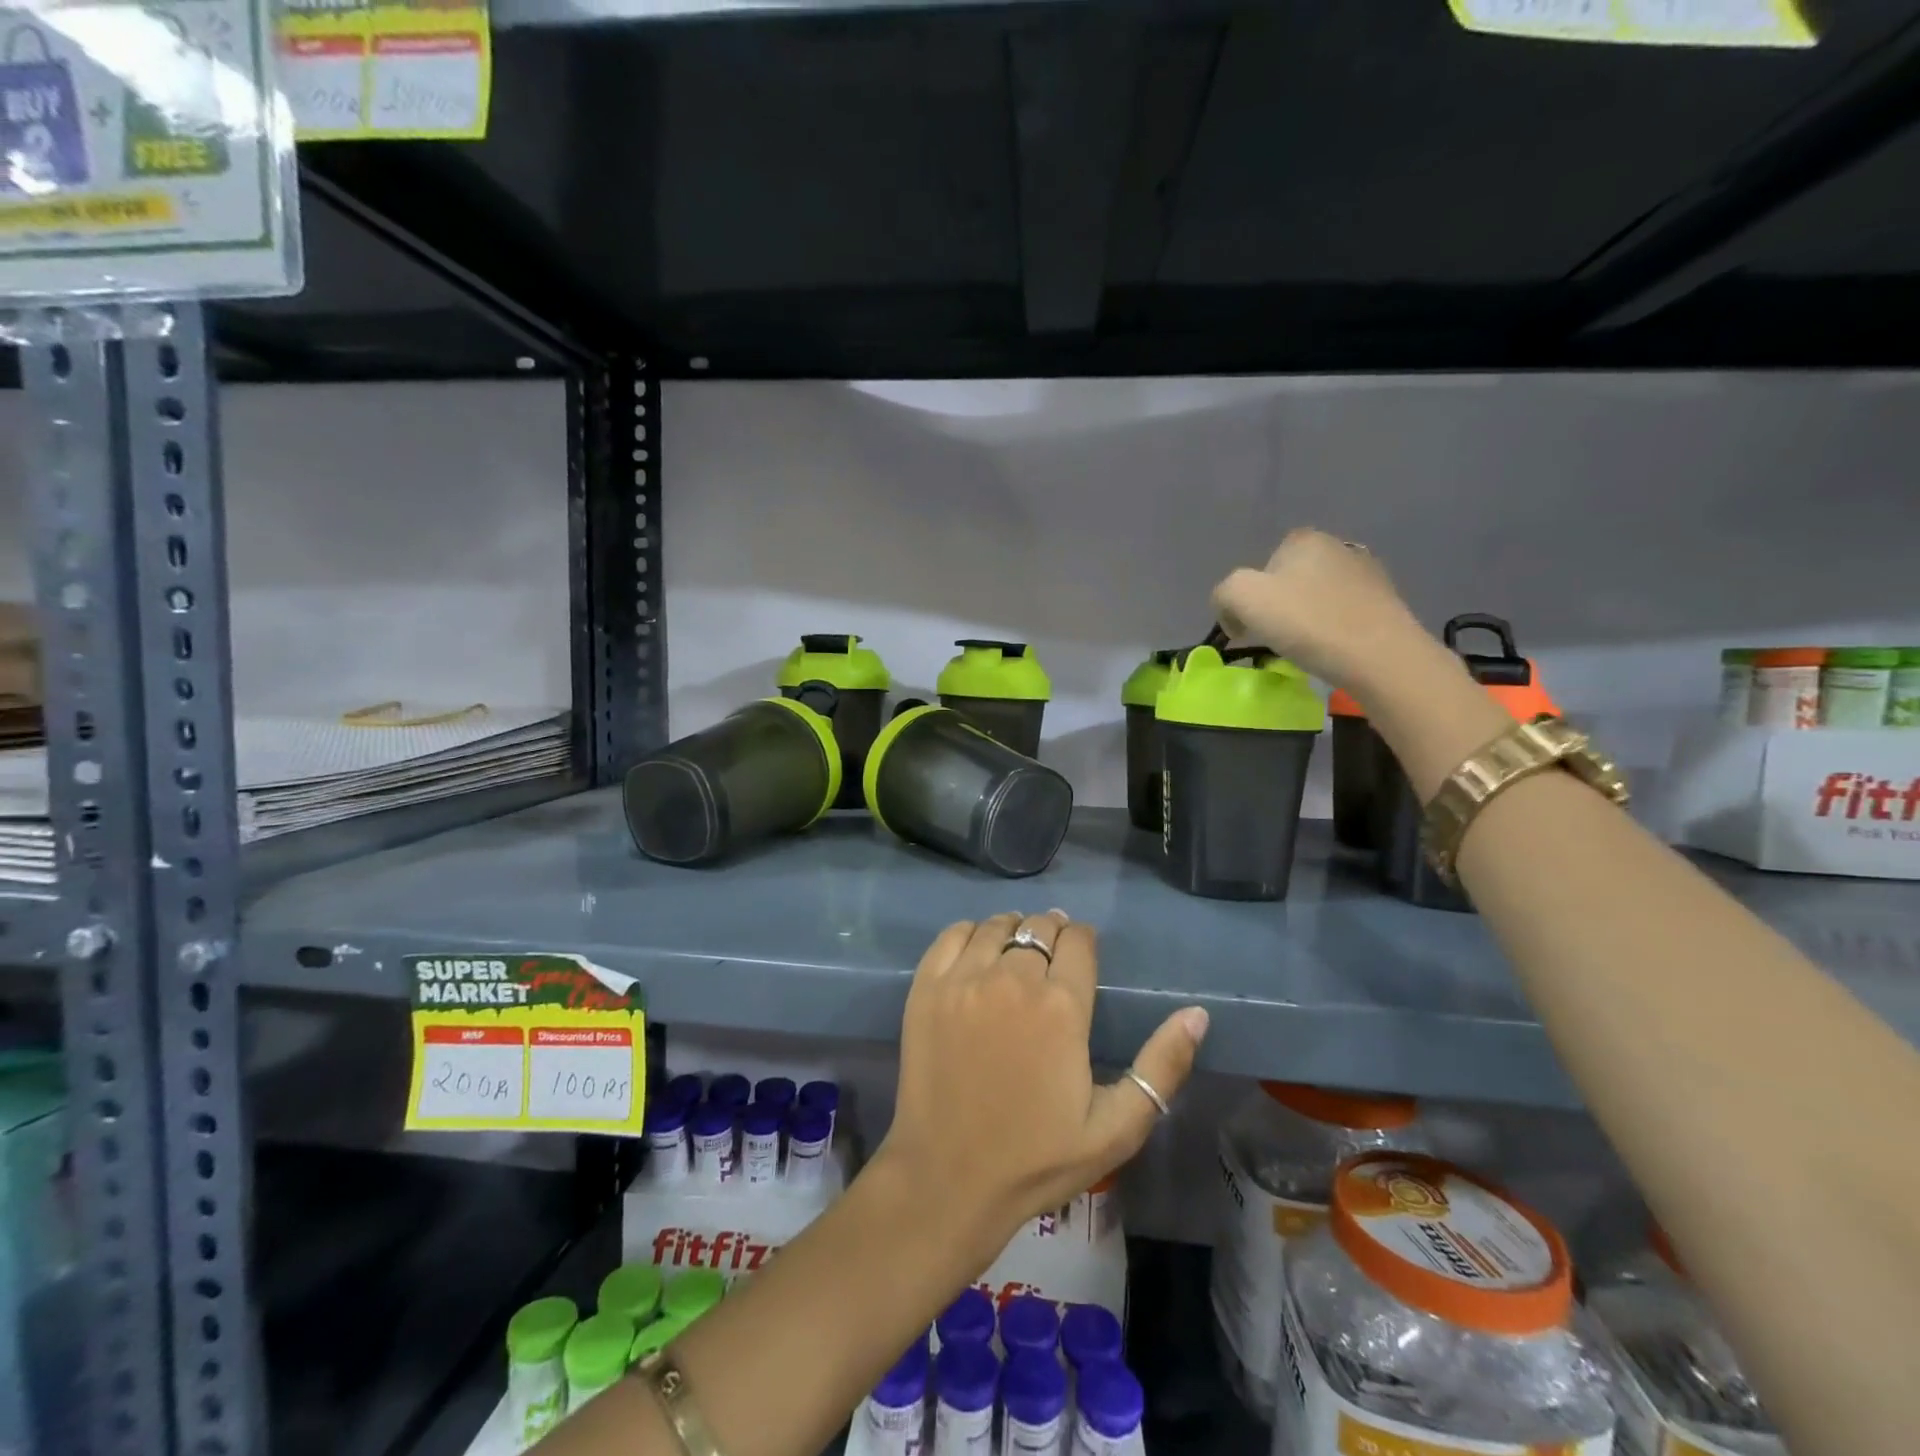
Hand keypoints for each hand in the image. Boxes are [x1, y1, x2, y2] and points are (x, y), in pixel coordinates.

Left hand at [877, 912, 1207, 1257]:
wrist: (948, 1178)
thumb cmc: (1037, 1159)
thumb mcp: (1117, 1128)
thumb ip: (1162, 1067)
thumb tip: (1197, 1014)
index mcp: (1062, 1007)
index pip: (1078, 941)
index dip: (1084, 943)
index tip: (1082, 957)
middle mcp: (1012, 978)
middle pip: (1040, 928)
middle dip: (1052, 936)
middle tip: (1051, 962)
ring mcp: (964, 980)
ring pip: (998, 925)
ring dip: (1014, 932)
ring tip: (1016, 955)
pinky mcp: (926, 988)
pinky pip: (952, 935)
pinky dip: (970, 934)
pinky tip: (977, 957)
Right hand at [1211, 528, 1430, 699]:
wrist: (1379, 655)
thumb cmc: (1307, 622)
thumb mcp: (1242, 598)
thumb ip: (1224, 593)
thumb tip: (1233, 612)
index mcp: (1303, 540)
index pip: (1263, 564)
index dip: (1249, 596)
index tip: (1247, 627)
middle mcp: (1338, 546)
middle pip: (1290, 579)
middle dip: (1277, 605)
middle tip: (1271, 638)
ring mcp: (1367, 573)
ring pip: (1317, 596)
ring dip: (1305, 617)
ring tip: (1303, 647)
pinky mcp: (1386, 602)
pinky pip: (1343, 613)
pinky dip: (1331, 629)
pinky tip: (1330, 649)